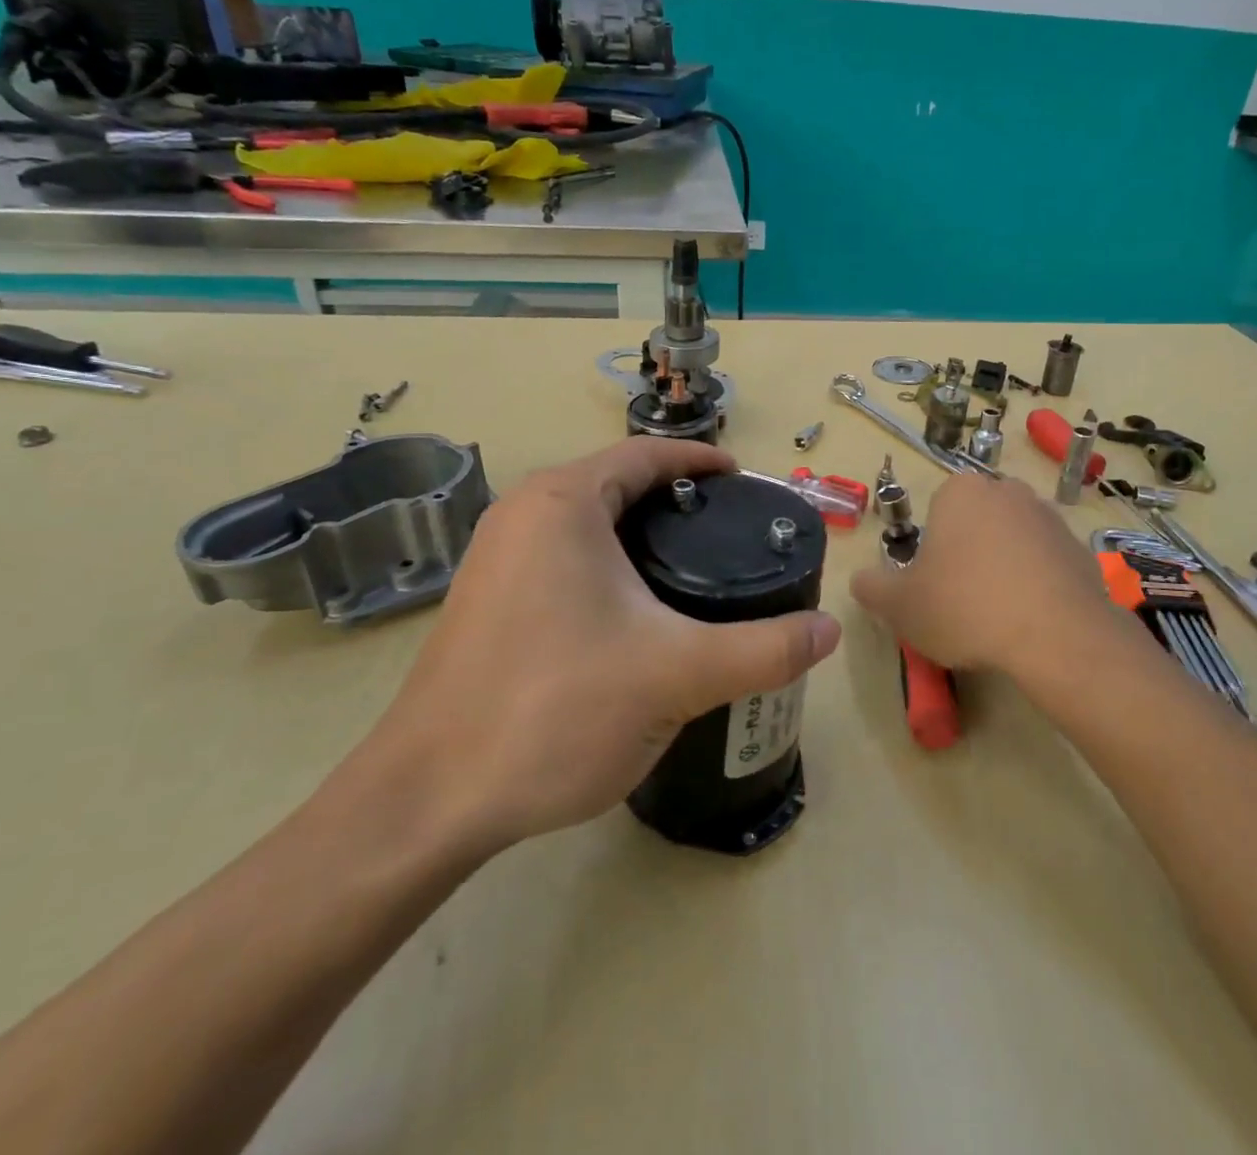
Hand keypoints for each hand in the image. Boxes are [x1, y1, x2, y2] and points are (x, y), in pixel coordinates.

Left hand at [360, 438, 841, 857]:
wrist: (427, 802)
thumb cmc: (554, 710)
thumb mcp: (677, 674)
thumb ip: (764, 649)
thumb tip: (829, 631)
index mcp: (562, 503)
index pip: (644, 454)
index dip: (700, 462)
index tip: (744, 482)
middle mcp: (521, 516)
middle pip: (617, 484)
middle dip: (675, 500)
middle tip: (730, 533)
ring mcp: (496, 560)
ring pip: (588, 525)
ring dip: (640, 534)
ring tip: (695, 571)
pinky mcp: (487, 603)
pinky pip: (563, 560)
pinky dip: (609, 567)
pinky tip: (638, 615)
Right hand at [849, 473, 1131, 692]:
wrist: (1055, 635)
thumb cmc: (965, 607)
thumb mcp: (900, 605)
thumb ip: (872, 588)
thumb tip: (860, 580)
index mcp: (961, 491)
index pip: (937, 511)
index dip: (932, 549)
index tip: (934, 585)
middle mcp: (1006, 491)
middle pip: (976, 522)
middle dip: (968, 552)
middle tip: (961, 600)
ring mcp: (1049, 516)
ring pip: (1012, 539)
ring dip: (1004, 566)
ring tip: (998, 615)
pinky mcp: (1080, 547)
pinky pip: (1046, 562)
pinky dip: (1037, 583)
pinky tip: (1031, 619)